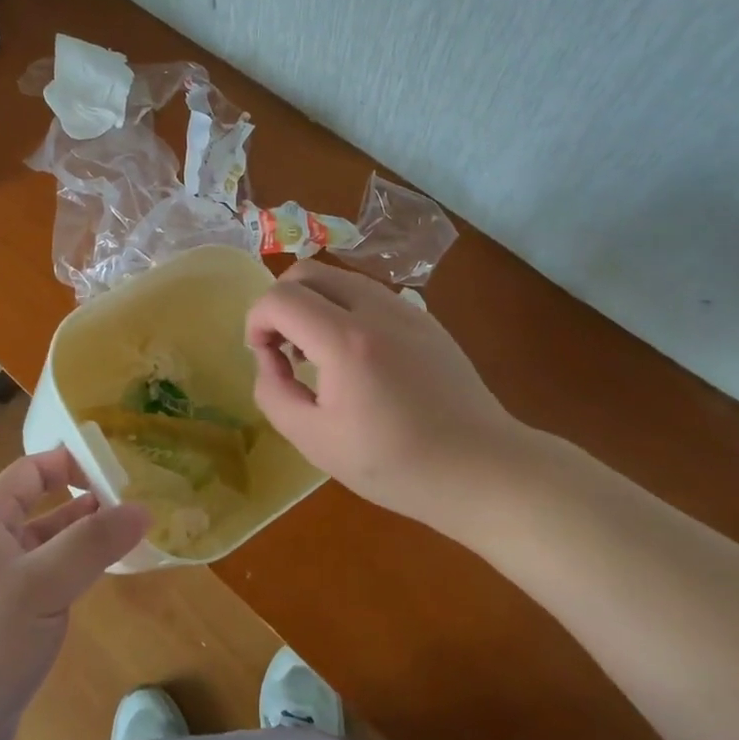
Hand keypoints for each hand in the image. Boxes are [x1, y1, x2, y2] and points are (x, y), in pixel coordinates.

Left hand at [0, 451, 148, 739]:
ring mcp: (0, 587)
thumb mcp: (41, 587)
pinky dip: (77, 571)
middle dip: (86, 499)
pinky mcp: (10, 624)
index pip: (30, 471)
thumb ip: (92, 544)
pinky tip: (104, 576)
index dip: (69, 461)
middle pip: (43, 506)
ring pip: (50, 546)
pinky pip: (50, 581)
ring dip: (85, 537)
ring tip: (130, 533)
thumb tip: (143, 508)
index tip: (115, 465)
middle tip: (135, 499)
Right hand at [245, 261, 526, 526]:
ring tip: (317, 354)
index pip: (280, 298)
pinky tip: (355, 357)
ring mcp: (405, 309)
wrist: (482, 468)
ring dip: (312, 303)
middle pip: (307, 271)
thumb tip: (268, 361)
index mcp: (345, 341)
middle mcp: (375, 309)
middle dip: (280, 302)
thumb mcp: (316, 442)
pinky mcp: (424, 318)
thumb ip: (274, 394)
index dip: (256, 321)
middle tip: (284, 348)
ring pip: (338, 277)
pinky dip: (343, 309)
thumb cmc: (396, 464)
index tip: (263, 357)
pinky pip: (368, 294)